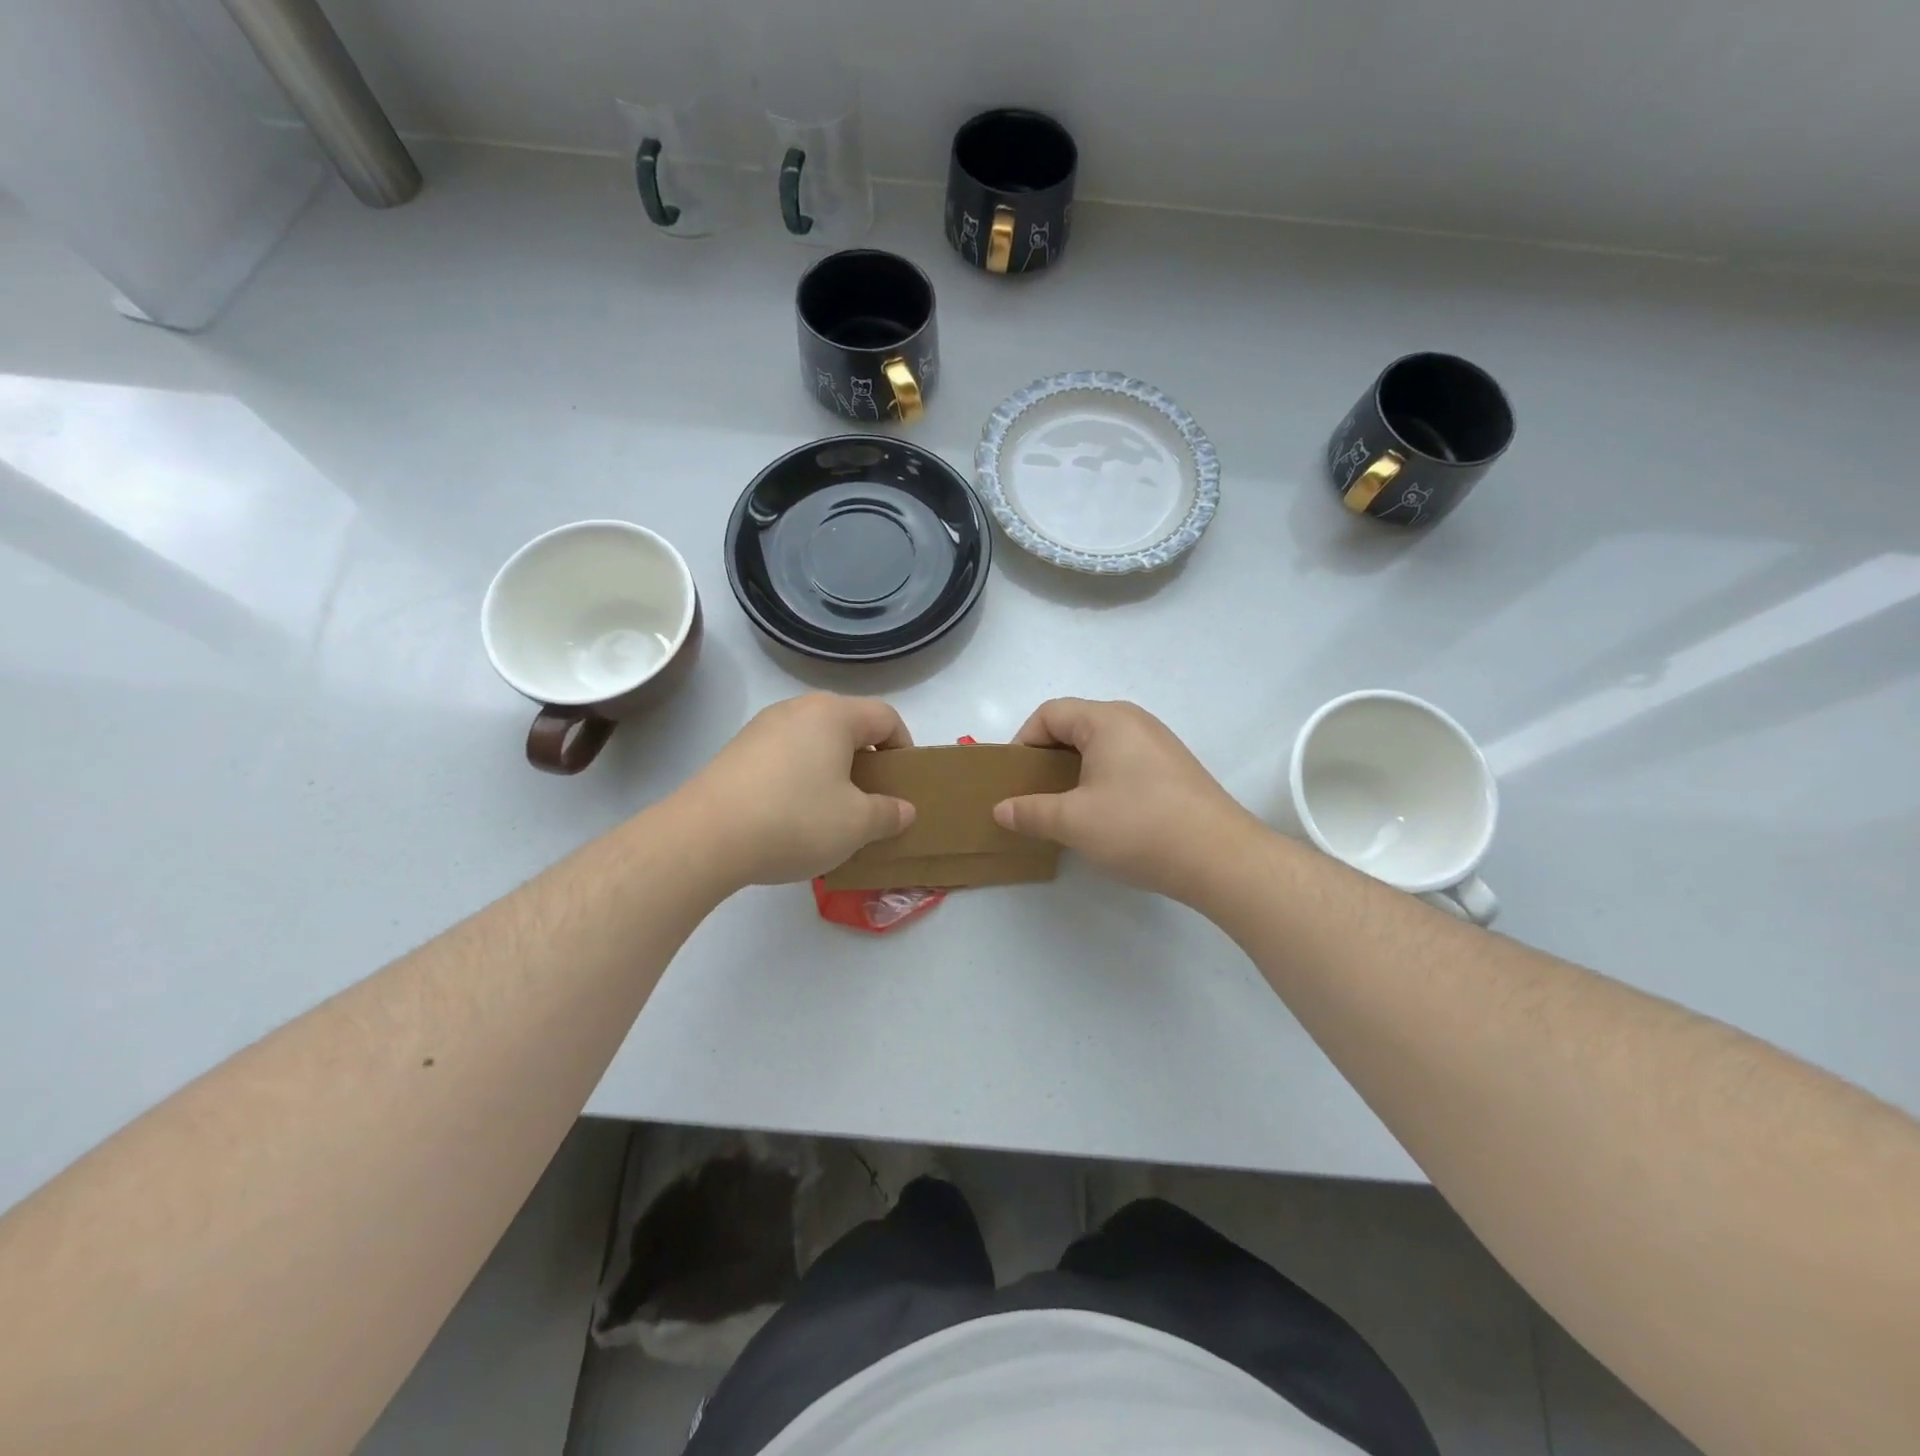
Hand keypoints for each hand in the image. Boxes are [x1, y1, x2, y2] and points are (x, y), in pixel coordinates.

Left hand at [681, 694, 916, 886]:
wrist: (704, 837)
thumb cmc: (795, 820)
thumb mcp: (856, 824)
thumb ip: (888, 814)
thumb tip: (903, 810)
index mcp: (833, 715)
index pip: (885, 717)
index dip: (904, 747)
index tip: (903, 782)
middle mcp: (797, 709)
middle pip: (847, 725)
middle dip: (866, 759)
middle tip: (872, 798)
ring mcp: (761, 728)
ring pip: (813, 741)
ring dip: (831, 770)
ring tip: (832, 811)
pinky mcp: (736, 752)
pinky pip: (783, 756)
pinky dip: (799, 778)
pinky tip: (791, 816)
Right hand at [992, 699, 1256, 902]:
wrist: (1220, 857)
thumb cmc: (1138, 827)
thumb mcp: (1073, 821)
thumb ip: (1031, 811)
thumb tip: (1001, 809)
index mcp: (1107, 720)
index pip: (1050, 713)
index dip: (1023, 741)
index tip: (1014, 778)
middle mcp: (1134, 721)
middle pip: (1075, 726)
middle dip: (1047, 757)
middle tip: (1033, 793)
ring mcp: (1158, 744)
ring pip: (1101, 746)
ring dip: (1074, 771)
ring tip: (1063, 807)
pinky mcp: (1174, 770)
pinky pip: (1124, 762)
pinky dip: (1101, 780)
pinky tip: (1101, 815)